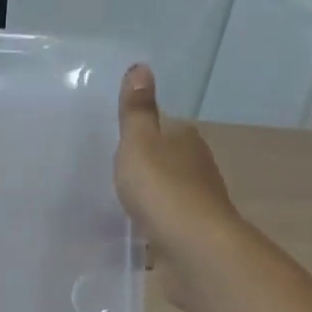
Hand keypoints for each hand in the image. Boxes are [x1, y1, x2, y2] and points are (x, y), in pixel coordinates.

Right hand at [114, 63, 236, 247]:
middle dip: (146, 167)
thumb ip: (136, 110)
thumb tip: (141, 66)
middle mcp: (198, 166)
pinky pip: (167, 221)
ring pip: (169, 192)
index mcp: (185, 139)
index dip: (142, 135)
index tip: (118, 146)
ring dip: (151, 196)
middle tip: (113, 174)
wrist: (192, 245)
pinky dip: (154, 223)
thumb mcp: (138, 142)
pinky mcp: (192, 232)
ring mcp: (198, 201)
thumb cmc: (161, 187)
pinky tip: (136, 230)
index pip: (164, 128)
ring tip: (119, 203)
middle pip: (168, 160)